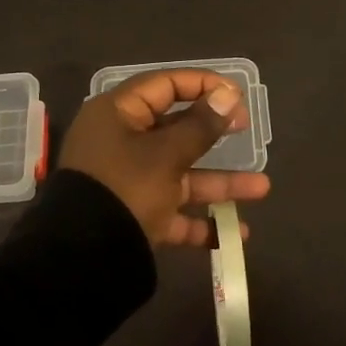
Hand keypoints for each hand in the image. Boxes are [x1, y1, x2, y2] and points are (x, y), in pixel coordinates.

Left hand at [58, 69, 270, 246]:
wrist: (83, 260)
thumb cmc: (126, 188)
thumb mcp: (166, 155)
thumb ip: (200, 126)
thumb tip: (227, 93)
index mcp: (118, 114)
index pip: (165, 85)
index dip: (202, 85)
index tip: (237, 95)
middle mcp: (121, 142)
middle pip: (175, 130)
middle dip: (215, 135)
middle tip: (248, 131)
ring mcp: (128, 180)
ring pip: (180, 173)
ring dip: (219, 182)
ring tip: (263, 188)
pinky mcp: (134, 216)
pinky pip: (172, 211)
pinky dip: (200, 221)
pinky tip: (235, 234)